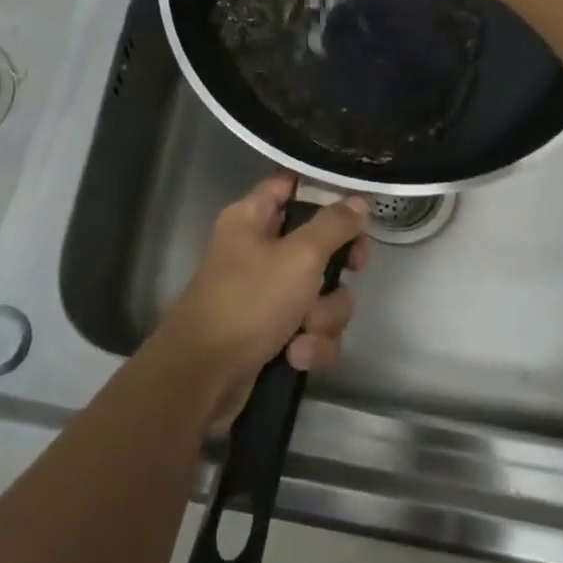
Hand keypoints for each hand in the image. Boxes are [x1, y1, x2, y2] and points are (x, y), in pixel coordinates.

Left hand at [155, 175, 370, 424]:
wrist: (203, 378)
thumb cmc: (248, 301)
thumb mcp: (298, 256)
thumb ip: (334, 225)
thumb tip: (359, 200)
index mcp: (252, 218)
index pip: (291, 185)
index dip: (324, 191)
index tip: (358, 205)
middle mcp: (258, 250)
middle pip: (318, 243)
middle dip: (338, 267)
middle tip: (355, 268)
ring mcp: (265, 294)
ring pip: (321, 292)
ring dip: (324, 316)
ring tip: (306, 330)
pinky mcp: (272, 333)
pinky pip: (310, 329)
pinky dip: (310, 343)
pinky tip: (296, 357)